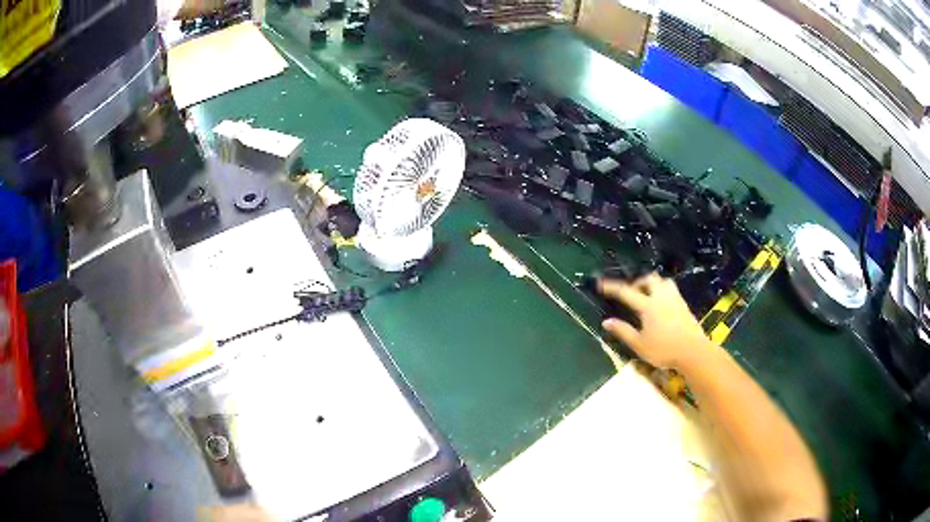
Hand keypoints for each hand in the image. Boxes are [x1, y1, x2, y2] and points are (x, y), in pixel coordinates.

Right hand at [598, 273, 713, 369]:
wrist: (693, 351)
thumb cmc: (664, 350)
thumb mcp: (639, 344)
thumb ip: (623, 331)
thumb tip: (606, 322)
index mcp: (648, 306)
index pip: (626, 292)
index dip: (612, 287)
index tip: (600, 284)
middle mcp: (661, 297)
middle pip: (648, 279)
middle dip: (637, 282)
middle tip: (630, 293)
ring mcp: (675, 299)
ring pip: (663, 281)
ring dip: (653, 284)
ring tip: (647, 295)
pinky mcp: (684, 305)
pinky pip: (671, 289)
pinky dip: (663, 291)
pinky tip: (661, 304)